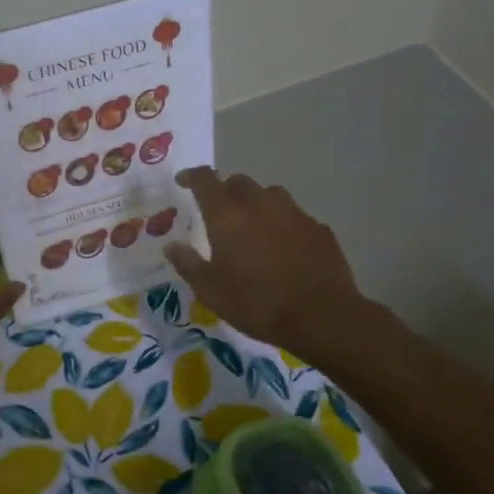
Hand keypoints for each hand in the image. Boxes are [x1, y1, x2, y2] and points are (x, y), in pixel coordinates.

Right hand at [164, 167, 368, 355]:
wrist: (322, 317)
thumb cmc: (256, 303)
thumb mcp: (210, 291)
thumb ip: (188, 264)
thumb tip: (172, 246)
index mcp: (228, 216)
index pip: (205, 180)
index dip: (192, 176)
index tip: (183, 180)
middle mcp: (260, 205)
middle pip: (239, 182)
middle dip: (225, 190)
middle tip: (219, 211)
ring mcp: (294, 214)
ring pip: (270, 194)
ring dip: (256, 202)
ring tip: (253, 224)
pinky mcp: (319, 229)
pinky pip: (295, 215)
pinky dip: (283, 223)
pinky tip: (284, 245)